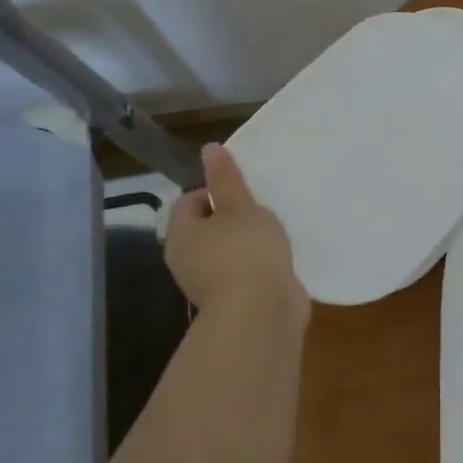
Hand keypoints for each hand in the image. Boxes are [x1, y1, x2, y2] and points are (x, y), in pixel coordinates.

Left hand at [164, 145, 308, 325]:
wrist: (261, 313)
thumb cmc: (245, 252)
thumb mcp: (239, 206)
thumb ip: (226, 178)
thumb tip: (209, 148)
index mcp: (181, 236)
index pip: (188, 201)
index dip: (213, 190)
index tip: (242, 188)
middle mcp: (189, 261)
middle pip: (208, 227)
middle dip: (234, 215)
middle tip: (261, 205)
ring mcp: (212, 284)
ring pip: (228, 250)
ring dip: (249, 241)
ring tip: (275, 229)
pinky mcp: (237, 300)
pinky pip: (246, 272)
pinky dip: (260, 263)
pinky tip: (281, 256)